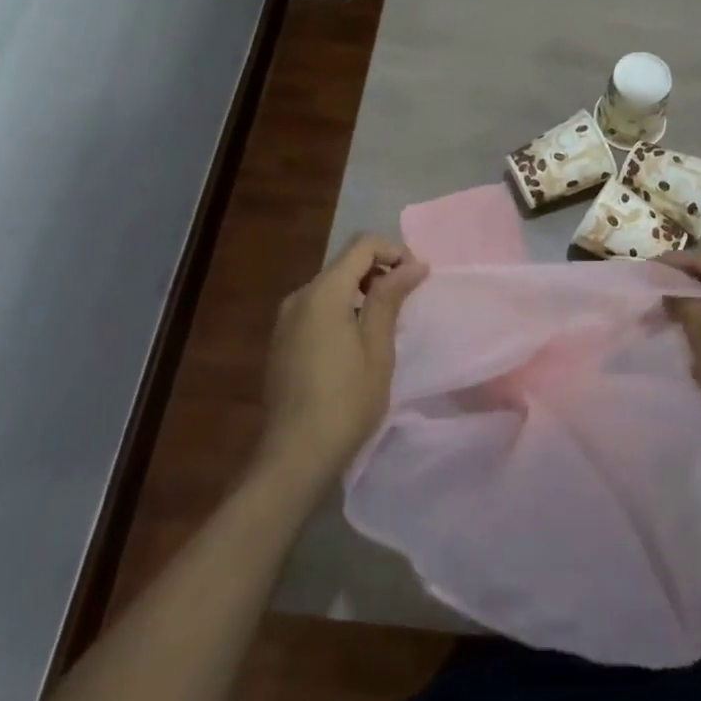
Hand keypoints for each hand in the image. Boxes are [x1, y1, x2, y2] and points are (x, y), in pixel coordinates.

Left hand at [257, 234, 427, 484]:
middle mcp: (299, 296)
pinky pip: (317, 308)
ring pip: (330, 286)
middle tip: (408, 299)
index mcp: (323, 293)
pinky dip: (342, 309)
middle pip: (344, 263)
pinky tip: (356, 342)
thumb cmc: (347, 400)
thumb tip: (414, 264)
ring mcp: (286, 319)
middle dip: (380, 270)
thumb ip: (391, 298)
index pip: (362, 246)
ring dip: (362, 291)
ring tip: (386, 322)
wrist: (295, 454)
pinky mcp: (282, 340)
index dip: (394, 251)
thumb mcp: (378, 347)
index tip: (418, 278)